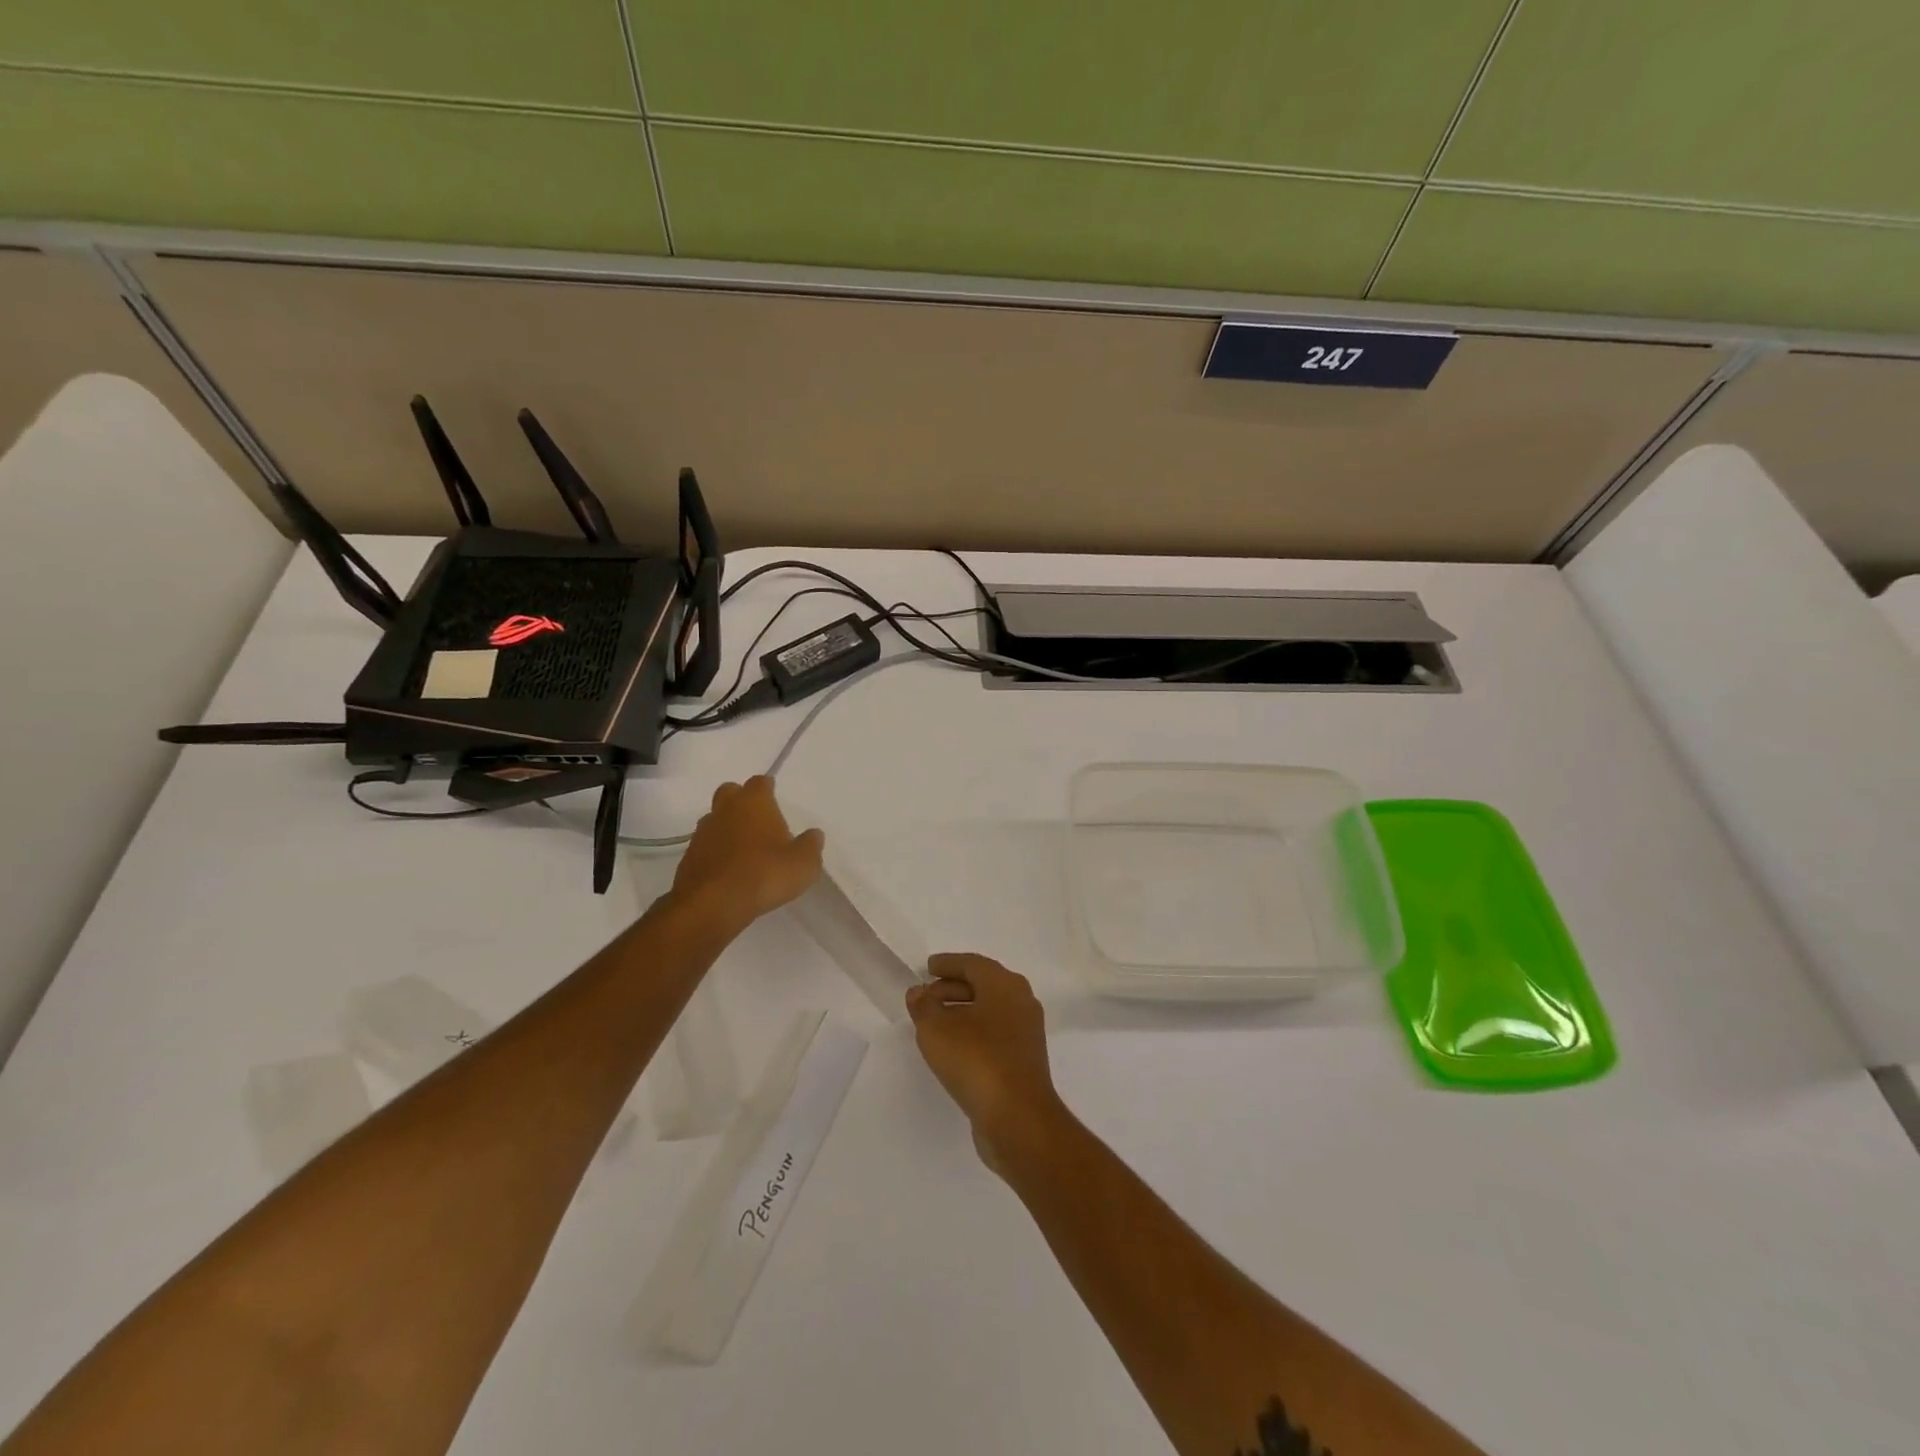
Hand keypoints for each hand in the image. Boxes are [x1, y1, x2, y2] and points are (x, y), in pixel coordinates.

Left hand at [671, 776, 823, 929]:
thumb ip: (811, 845)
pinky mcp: (688, 857)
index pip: (760, 782)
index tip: (774, 796)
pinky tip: (728, 870)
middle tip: (757, 819)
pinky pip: (705, 846)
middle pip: (730, 793)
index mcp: (754, 802)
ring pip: (714, 819)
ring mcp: (702, 833)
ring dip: (726, 828)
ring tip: (743, 849)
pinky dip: (715, 852)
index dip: (768, 788)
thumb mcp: (804, 863)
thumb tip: (814, 834)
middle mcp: (725, 810)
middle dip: (741, 800)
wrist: (713, 904)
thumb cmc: (765, 873)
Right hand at [907, 954, 1064, 1170]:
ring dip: (961, 1011)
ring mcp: (1026, 1032)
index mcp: (1005, 984)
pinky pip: (994, 1033)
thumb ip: (923, 1006)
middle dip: (952, 987)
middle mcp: (1021, 1001)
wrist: (1017, 1117)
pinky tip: (953, 1046)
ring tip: (933, 1021)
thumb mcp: (936, 1029)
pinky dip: (972, 1031)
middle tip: (926, 994)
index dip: (948, 964)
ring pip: (989, 1010)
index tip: (927, 967)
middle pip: (983, 985)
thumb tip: (919, 992)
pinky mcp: (1024, 1059)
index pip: (972, 964)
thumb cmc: (976, 1060)